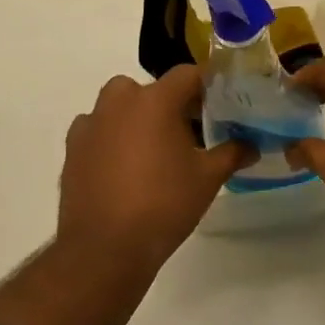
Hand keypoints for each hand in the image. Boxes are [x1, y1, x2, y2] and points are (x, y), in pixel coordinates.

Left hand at [57, 65, 250, 270]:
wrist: (104, 250)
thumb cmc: (162, 205)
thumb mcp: (207, 179)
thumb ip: (231, 154)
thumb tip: (251, 145)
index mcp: (156, 99)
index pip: (188, 74)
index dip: (206, 86)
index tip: (219, 104)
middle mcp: (120, 100)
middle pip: (152, 89)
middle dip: (170, 104)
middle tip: (187, 132)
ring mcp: (92, 122)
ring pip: (121, 106)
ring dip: (137, 119)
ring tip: (153, 152)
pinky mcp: (73, 147)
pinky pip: (98, 130)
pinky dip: (111, 139)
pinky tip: (123, 168)